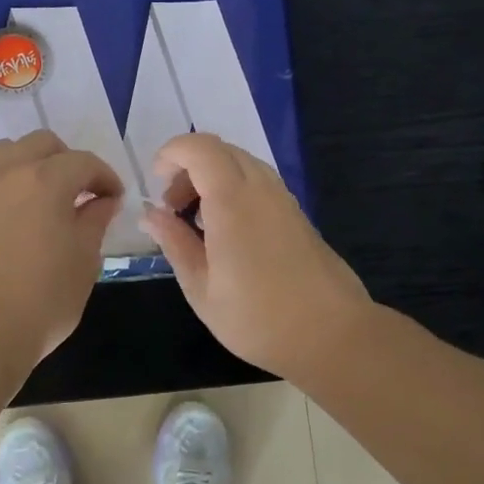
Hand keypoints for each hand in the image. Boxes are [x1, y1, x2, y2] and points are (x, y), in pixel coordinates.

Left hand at [0, 130, 123, 394]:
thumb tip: (102, 201)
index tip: (114, 199)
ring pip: (5, 152)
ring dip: (30, 163)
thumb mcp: (84, 261)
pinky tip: (12, 212)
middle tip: (82, 192)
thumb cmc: (43, 300)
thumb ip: (95, 221)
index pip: (84, 162)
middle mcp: (8, 173)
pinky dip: (2, 183)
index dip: (105, 177)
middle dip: (67, 161)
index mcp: (45, 180)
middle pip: (42, 144)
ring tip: (44, 194)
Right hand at [139, 133, 373, 381]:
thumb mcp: (201, 287)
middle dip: (188, 168)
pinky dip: (234, 191)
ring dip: (212, 179)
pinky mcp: (298, 214)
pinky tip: (228, 235)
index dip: (171, 154)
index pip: (199, 147)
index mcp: (232, 200)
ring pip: (241, 164)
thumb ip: (174, 242)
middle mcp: (261, 188)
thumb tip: (150, 214)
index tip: (157, 187)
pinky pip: (259, 183)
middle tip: (173, 209)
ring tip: (198, 224)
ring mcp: (284, 199)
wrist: (332, 335)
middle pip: (220, 150)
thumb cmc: (257, 317)